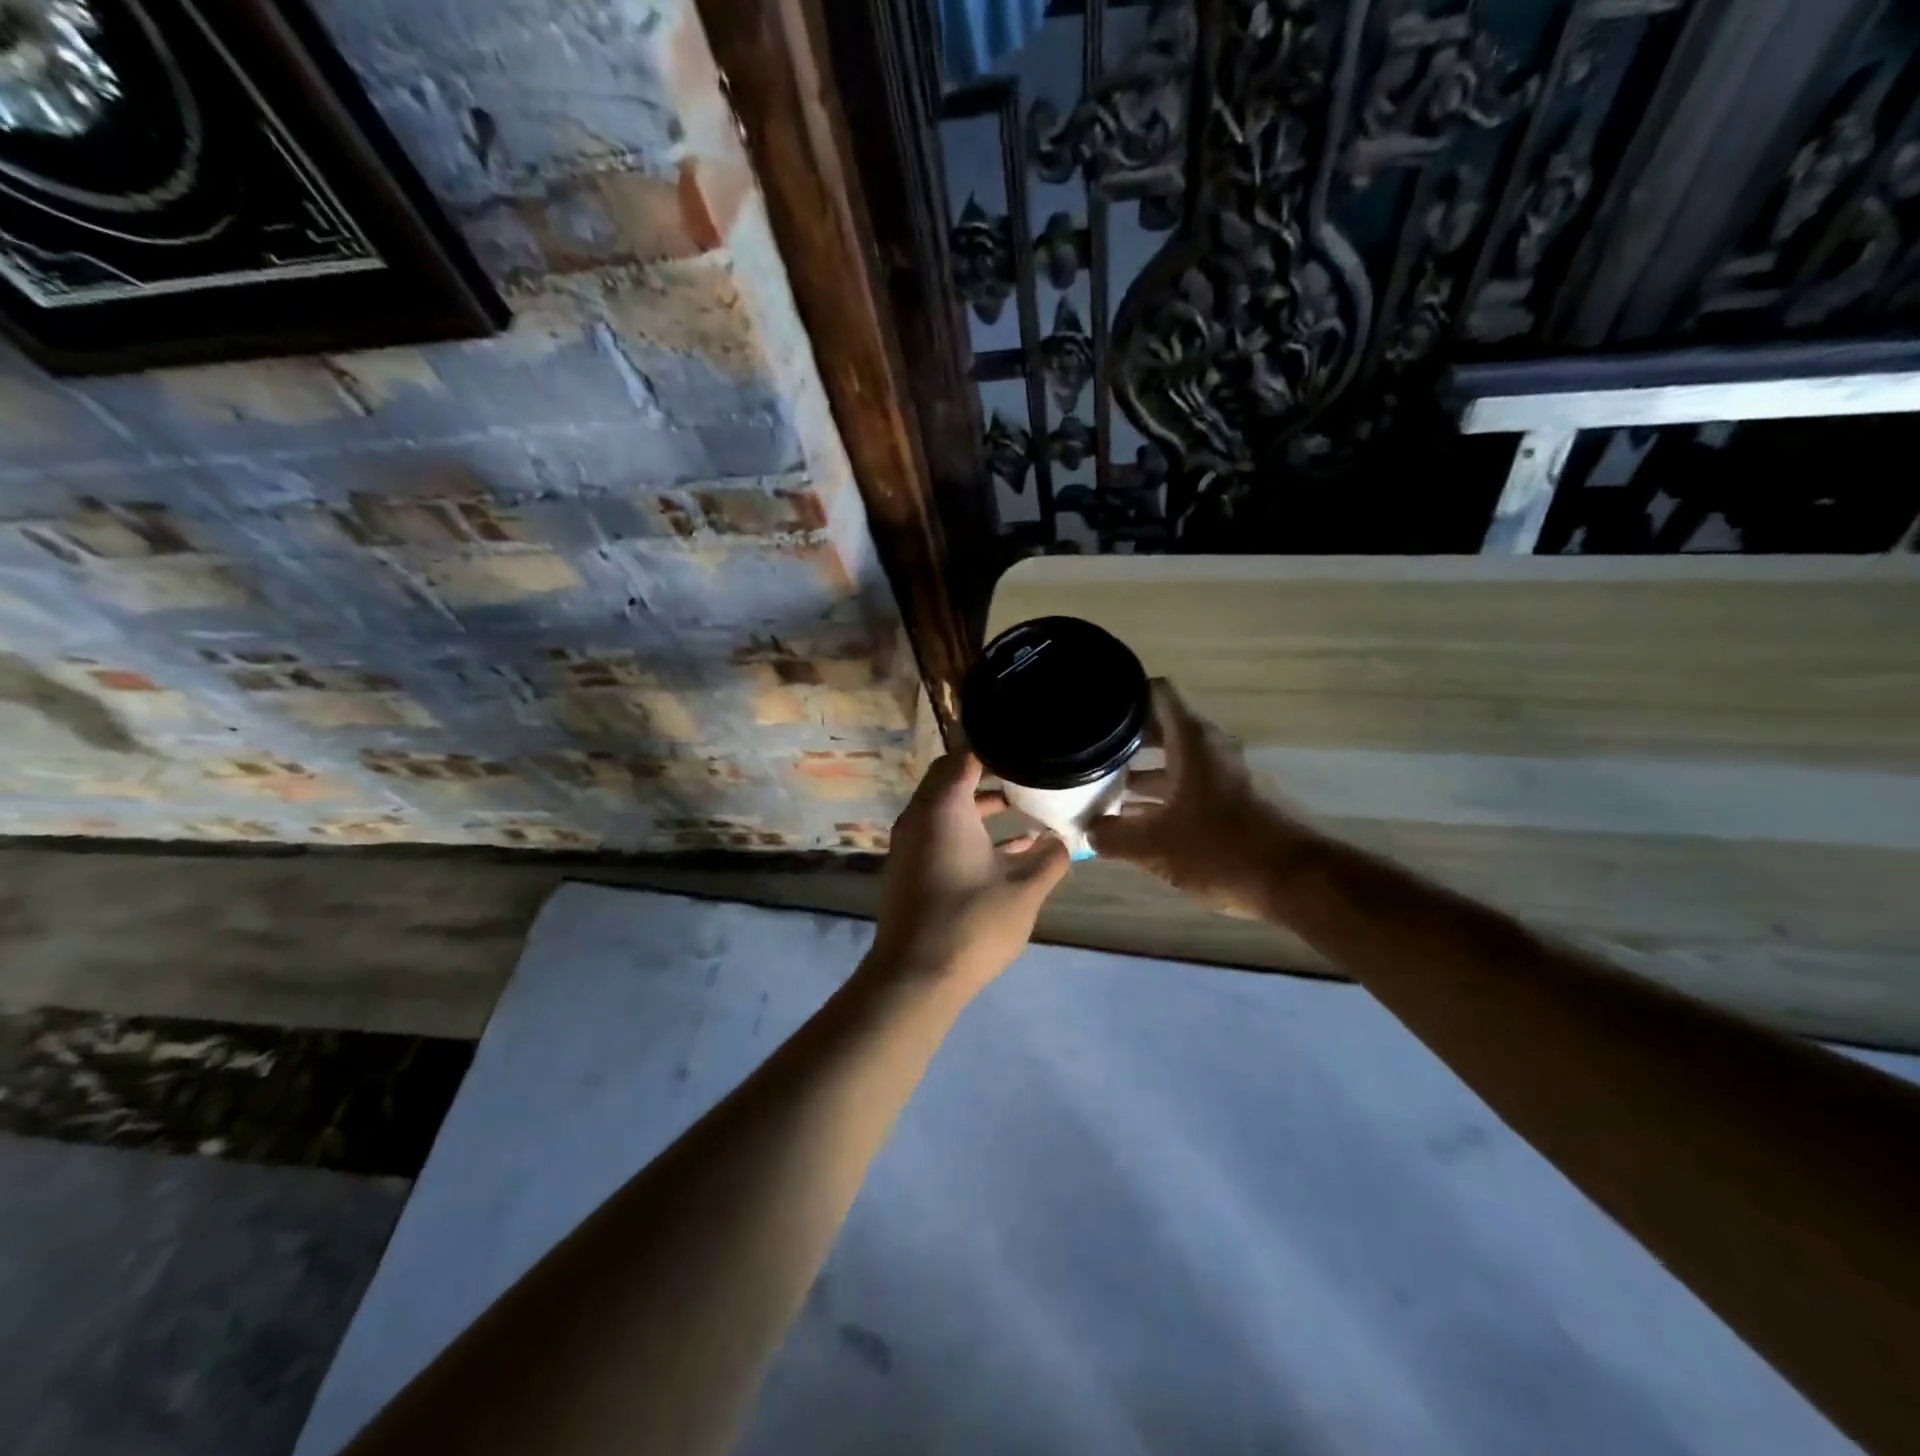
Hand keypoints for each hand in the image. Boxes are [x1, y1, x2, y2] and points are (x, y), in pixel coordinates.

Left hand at [866, 752, 1070, 994]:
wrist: (915, 977)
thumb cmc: (971, 923)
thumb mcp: (1024, 890)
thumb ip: (1050, 860)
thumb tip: (1064, 841)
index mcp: (943, 808)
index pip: (964, 756)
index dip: (995, 748)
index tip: (1026, 748)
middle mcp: (920, 817)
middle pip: (952, 779)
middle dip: (989, 775)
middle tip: (1027, 773)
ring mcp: (911, 845)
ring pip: (947, 810)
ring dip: (981, 807)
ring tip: (1025, 808)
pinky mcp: (912, 870)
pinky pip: (941, 835)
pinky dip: (970, 833)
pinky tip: (1009, 851)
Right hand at [1089, 680, 1311, 916]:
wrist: (1297, 882)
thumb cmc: (1222, 849)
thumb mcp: (1155, 846)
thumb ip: (1113, 837)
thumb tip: (1088, 831)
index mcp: (1191, 741)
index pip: (1156, 693)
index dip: (1124, 694)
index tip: (1093, 708)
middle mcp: (1209, 749)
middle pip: (1159, 728)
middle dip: (1122, 740)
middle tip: (1086, 753)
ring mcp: (1223, 776)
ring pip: (1173, 762)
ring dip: (1139, 773)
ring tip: (1100, 790)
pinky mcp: (1232, 803)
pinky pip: (1187, 788)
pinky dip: (1160, 797)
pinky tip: (1134, 821)